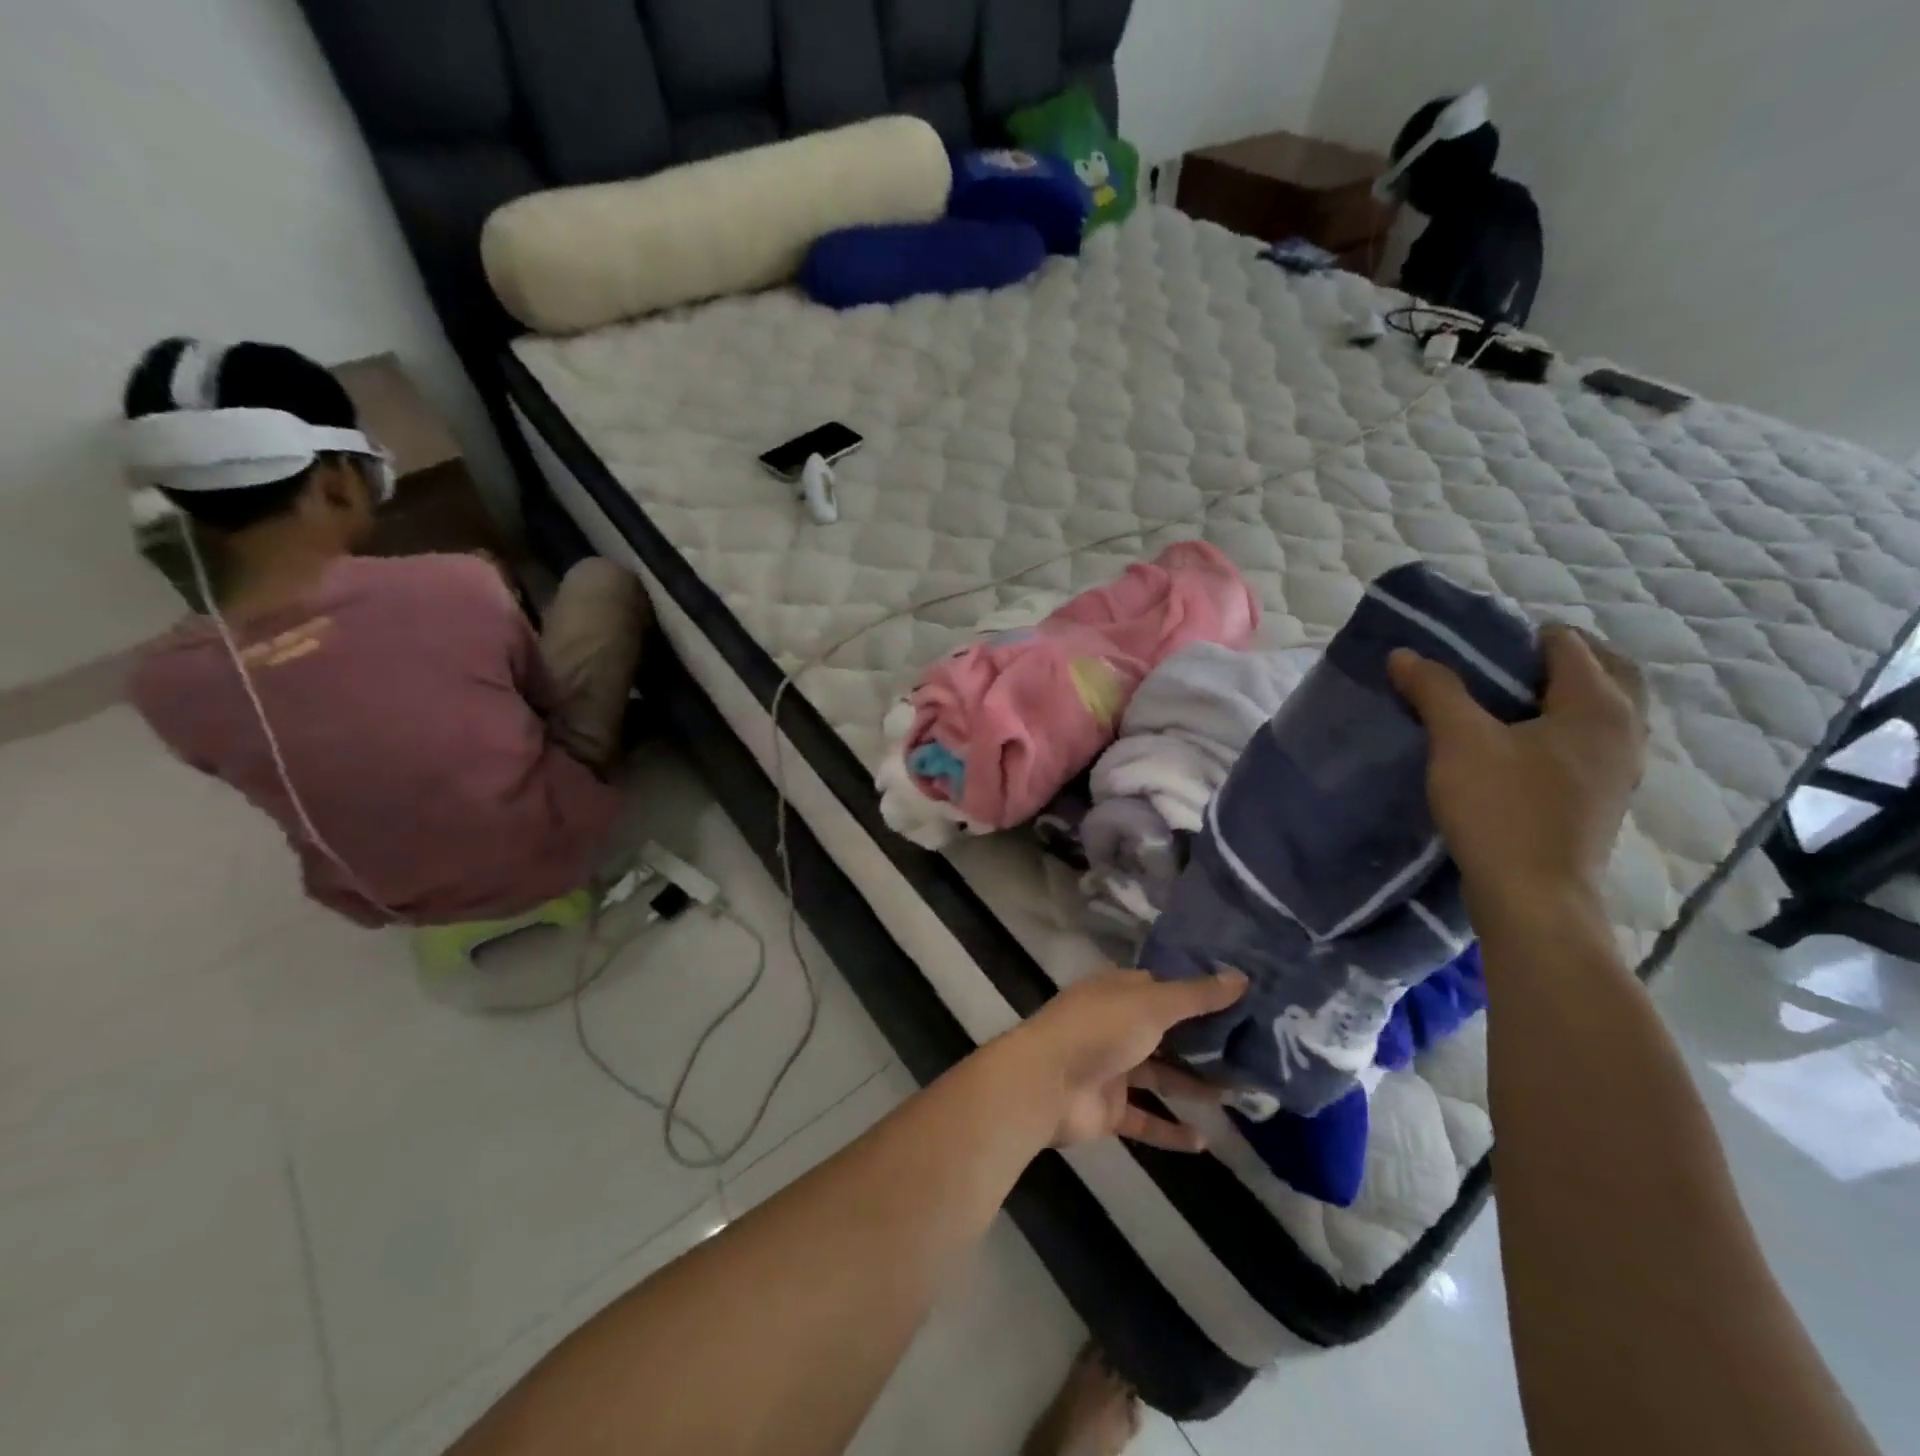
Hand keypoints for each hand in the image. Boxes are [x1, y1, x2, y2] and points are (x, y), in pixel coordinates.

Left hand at [999, 968, 1247, 1151]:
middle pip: (1167, 1033)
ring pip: (1161, 1077)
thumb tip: (1243, 977)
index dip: (1199, 993)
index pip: (1164, 988)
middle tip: (1254, 1053)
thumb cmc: (1099, 1030)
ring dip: (1195, 1087)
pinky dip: (1171, 1131)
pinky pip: (1146, 1120)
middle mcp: (1116, 1026)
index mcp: (1119, 992)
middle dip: (1204, 1044)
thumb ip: (1196, 996)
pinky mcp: (1109, 1109)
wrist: (1045, 1083)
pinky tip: (1205, 1141)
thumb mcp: (1152, 1004)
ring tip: (1242, 1096)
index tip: (1242, 1002)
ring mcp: (1111, 1069)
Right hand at [1389, 624, 1647, 917]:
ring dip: (1570, 693)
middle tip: (1508, 662)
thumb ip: (1435, 691)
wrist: (1534, 896)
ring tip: (1514, 700)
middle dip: (1564, 658)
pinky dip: (1569, 726)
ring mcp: (1622, 768)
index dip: (1525, 636)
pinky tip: (1526, 746)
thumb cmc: (1500, 809)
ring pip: (1606, 710)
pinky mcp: (1605, 798)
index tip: (1479, 646)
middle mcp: (1625, 730)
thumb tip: (1405, 654)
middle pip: (1609, 672)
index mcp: (1596, 706)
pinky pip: (1596, 741)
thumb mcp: (1458, 742)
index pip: (1571, 645)